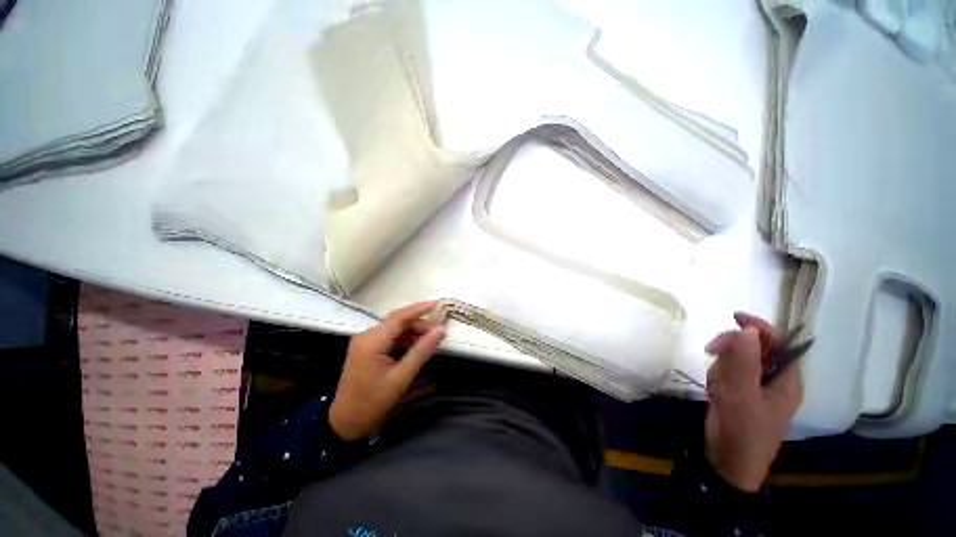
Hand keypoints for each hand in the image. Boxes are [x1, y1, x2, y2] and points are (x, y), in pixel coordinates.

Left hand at [329, 302, 444, 441]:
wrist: (345, 423)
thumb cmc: (372, 402)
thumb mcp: (401, 378)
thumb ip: (421, 352)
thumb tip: (440, 331)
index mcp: (372, 342)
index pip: (399, 317)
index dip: (419, 309)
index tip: (438, 304)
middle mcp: (366, 336)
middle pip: (397, 322)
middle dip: (419, 324)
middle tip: (438, 331)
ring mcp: (365, 342)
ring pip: (394, 329)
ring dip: (413, 332)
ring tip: (431, 339)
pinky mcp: (366, 349)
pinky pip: (389, 338)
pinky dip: (404, 339)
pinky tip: (417, 346)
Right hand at [703, 312, 802, 491]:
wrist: (727, 461)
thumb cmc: (744, 431)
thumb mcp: (742, 396)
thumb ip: (744, 363)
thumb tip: (747, 329)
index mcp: (786, 380)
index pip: (780, 343)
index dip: (761, 327)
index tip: (735, 317)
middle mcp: (773, 380)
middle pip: (754, 348)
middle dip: (732, 348)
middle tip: (710, 350)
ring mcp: (754, 386)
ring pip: (736, 359)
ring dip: (722, 366)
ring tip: (717, 387)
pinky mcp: (738, 392)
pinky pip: (725, 372)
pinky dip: (717, 377)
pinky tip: (715, 392)